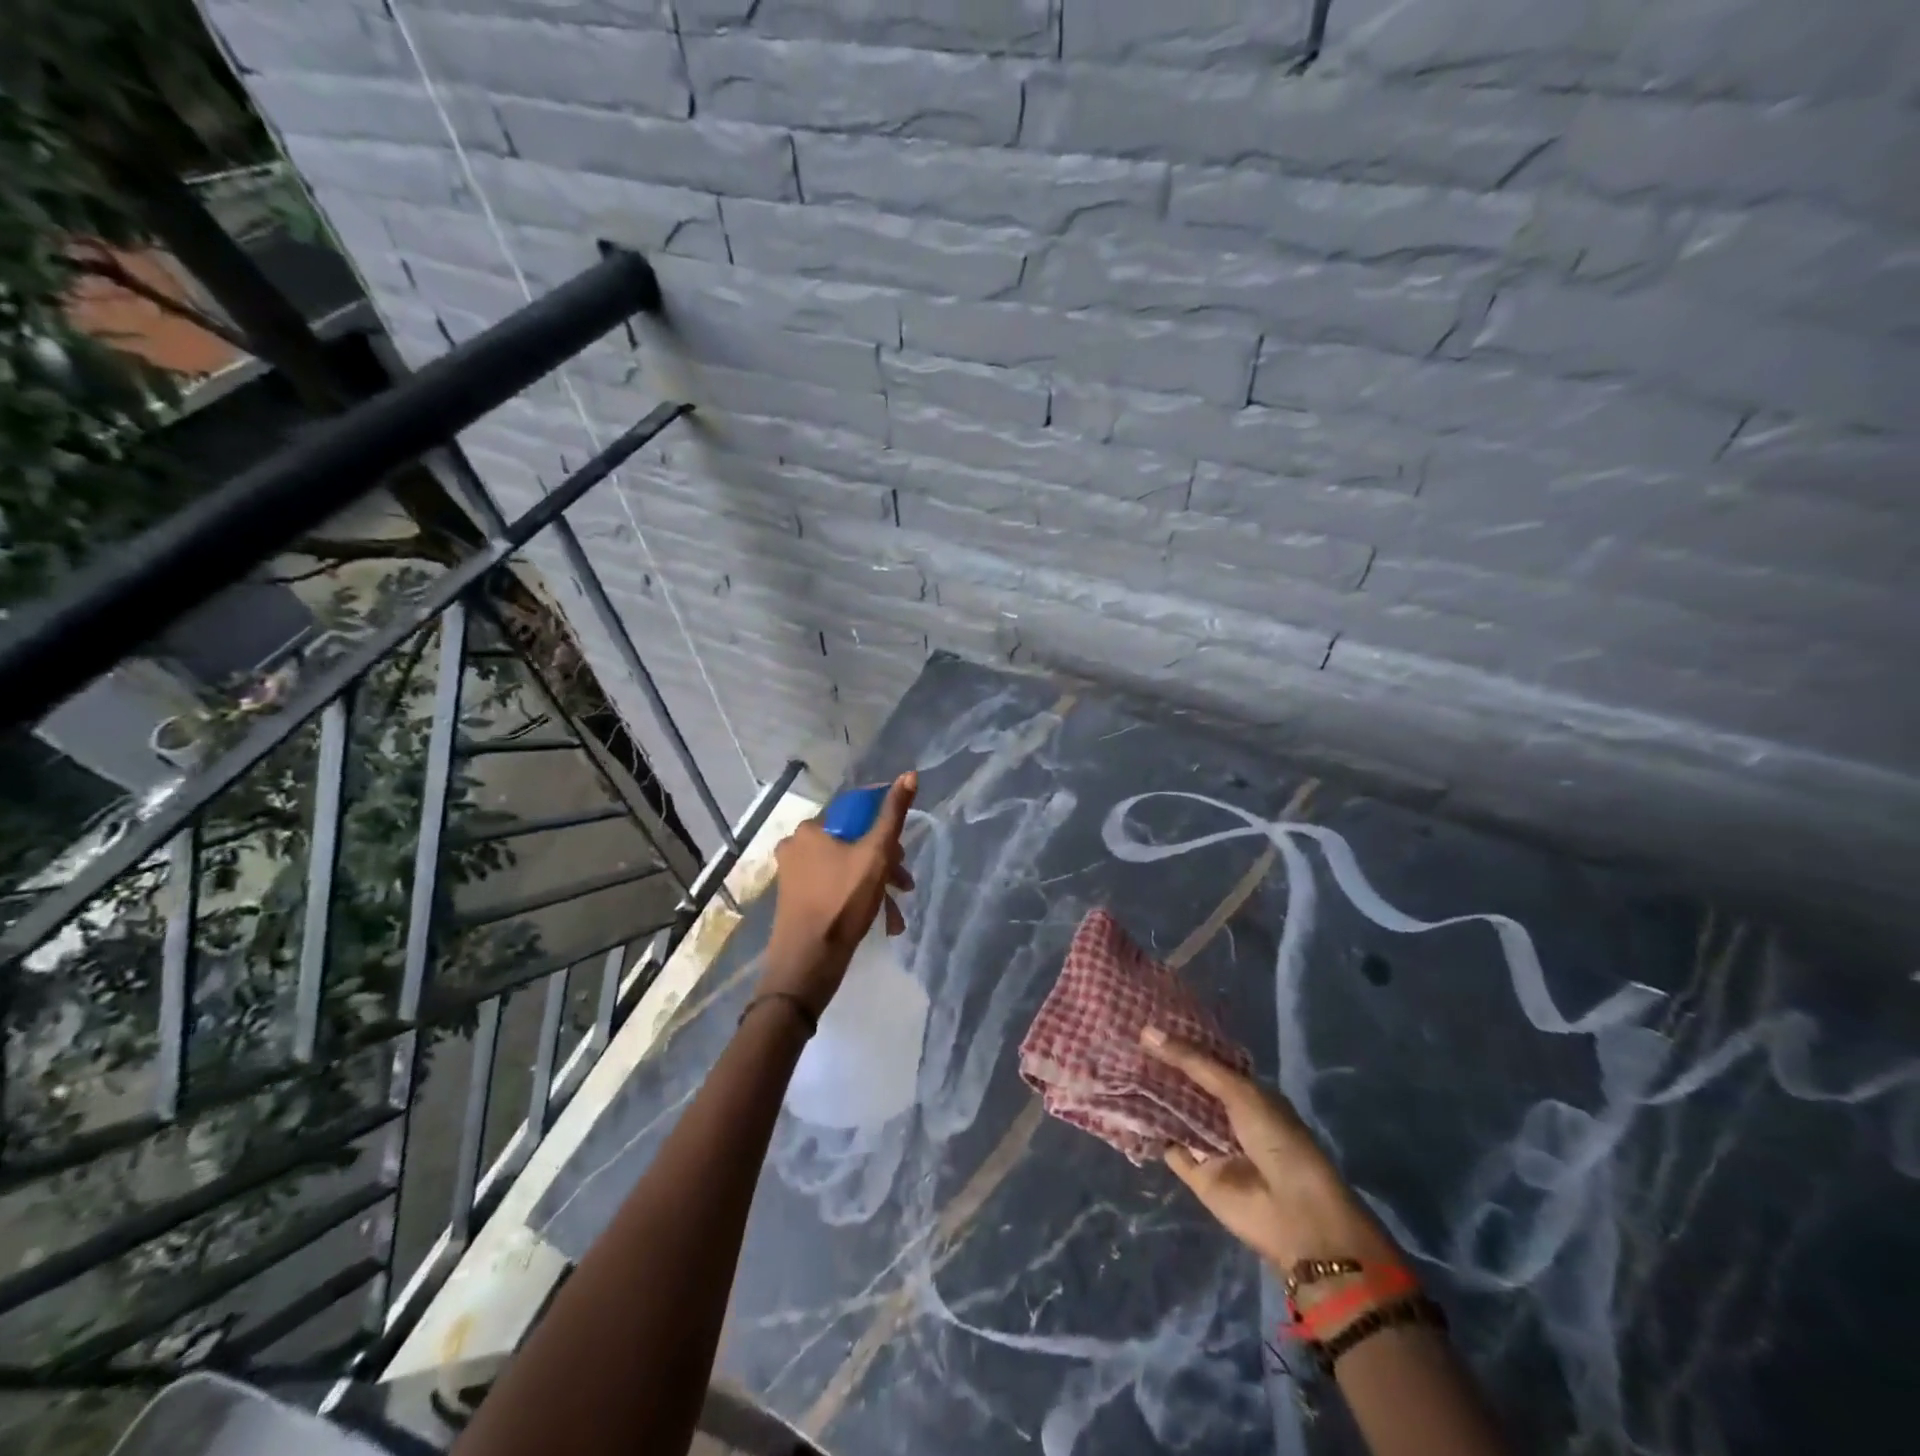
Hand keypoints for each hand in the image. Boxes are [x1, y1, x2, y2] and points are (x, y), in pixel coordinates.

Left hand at [761, 772, 916, 1016]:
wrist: (806, 964)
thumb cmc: (842, 903)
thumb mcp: (876, 855)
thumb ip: (893, 815)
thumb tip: (910, 774)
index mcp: (811, 830)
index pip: (857, 814)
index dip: (884, 830)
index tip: (902, 853)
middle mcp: (796, 847)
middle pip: (853, 843)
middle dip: (884, 864)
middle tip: (904, 886)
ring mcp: (793, 876)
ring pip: (846, 869)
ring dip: (876, 886)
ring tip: (896, 913)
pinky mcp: (796, 901)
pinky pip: (834, 889)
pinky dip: (857, 900)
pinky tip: (880, 922)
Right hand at [1142, 1027, 1399, 1277]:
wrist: (1298, 1217)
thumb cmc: (1279, 1142)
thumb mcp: (1239, 1092)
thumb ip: (1193, 1063)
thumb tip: (1147, 1032)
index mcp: (1245, 1092)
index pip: (1206, 1061)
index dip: (1180, 1043)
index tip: (1146, 1020)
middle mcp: (1226, 1115)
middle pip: (1187, 1086)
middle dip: (1160, 1068)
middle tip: (1121, 1040)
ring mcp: (1210, 1145)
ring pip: (1174, 1114)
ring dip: (1150, 1096)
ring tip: (1114, 1065)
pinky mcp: (1196, 1175)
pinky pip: (1167, 1147)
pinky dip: (1147, 1132)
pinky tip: (1120, 1108)